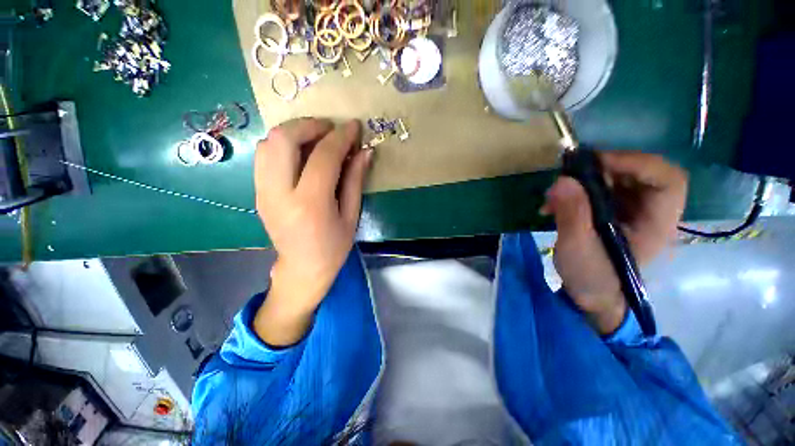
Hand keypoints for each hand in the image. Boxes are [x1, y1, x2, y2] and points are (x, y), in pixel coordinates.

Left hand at [253, 118, 371, 345]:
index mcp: (310, 205)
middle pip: (283, 140)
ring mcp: (263, 192)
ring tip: (317, 139)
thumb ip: (355, 180)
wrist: (302, 269)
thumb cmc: (333, 248)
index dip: (341, 137)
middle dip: (310, 125)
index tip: (354, 126)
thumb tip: (364, 151)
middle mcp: (280, 194)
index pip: (323, 157)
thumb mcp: (351, 216)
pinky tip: (302, 153)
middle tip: (331, 129)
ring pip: (269, 143)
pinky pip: (264, 156)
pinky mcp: (258, 192)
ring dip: (294, 132)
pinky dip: (284, 145)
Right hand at [541, 152, 687, 334]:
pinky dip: (578, 190)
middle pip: (642, 173)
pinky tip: (556, 203)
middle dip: (604, 168)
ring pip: (619, 179)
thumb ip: (572, 214)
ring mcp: (633, 212)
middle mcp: (651, 213)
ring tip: (556, 193)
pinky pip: (601, 190)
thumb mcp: (578, 249)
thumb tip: (562, 180)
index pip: (667, 179)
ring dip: (586, 179)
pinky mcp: (614, 214)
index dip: (636, 163)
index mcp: (656, 224)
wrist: (593, 296)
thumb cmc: (592, 278)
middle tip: (569, 174)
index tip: (595, 163)